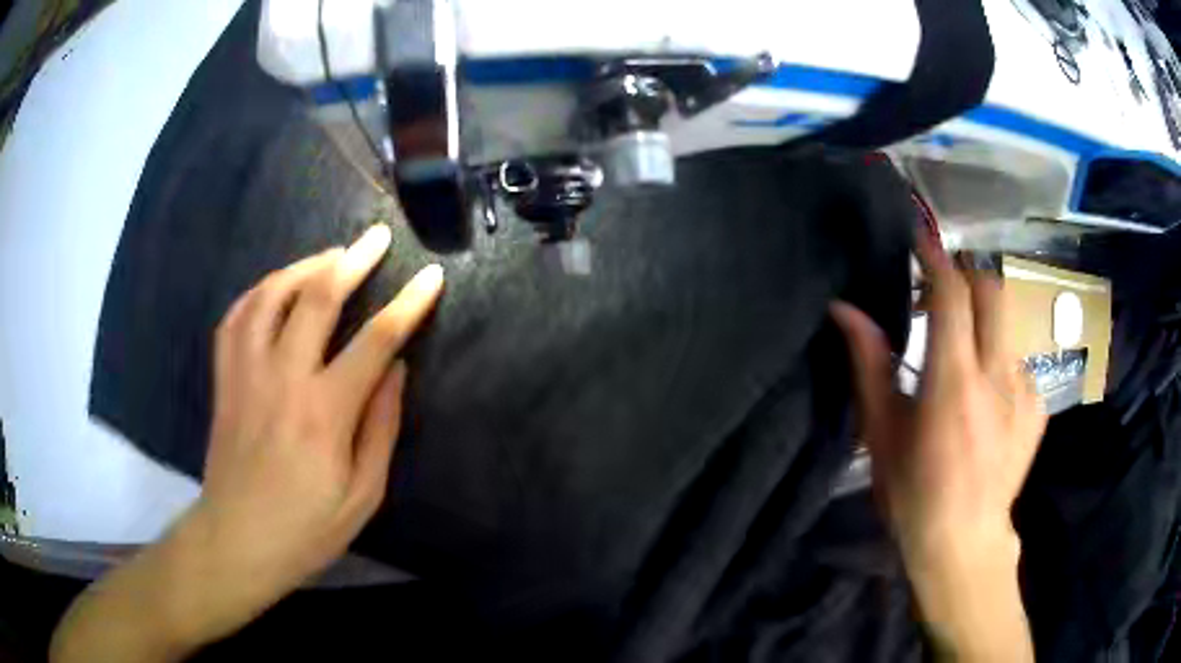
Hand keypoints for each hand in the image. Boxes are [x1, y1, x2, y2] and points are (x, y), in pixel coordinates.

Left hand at [51, 225, 444, 662]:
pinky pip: (237, 316)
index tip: (432, 277)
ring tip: (329, 255)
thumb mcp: (363, 496)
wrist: (237, 540)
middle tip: (377, 237)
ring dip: (304, 265)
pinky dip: (259, 291)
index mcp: (324, 413)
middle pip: (317, 298)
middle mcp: (282, 379)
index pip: (376, 341)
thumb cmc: (306, 528)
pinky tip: (275, 287)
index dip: (409, 304)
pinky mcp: (224, 378)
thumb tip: (396, 368)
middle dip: (354, 260)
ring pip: (271, 295)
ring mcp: (246, 373)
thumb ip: (381, 427)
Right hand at [831, 233, 1044, 660]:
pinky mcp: (1039, 406)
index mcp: (953, 383)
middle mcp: (997, 376)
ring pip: (1013, 319)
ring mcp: (1026, 390)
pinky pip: (1023, 356)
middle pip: (993, 290)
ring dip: (987, 313)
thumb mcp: (882, 434)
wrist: (965, 541)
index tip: (919, 240)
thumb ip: (869, 364)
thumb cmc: (914, 494)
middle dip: (968, 274)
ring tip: (969, 339)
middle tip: (945, 289)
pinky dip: (1004, 353)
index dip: (935, 257)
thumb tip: (845, 310)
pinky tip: (991, 385)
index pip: (952, 294)